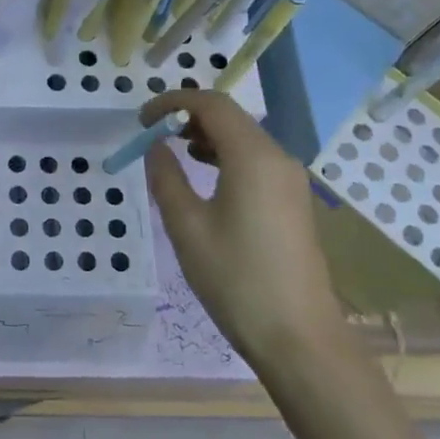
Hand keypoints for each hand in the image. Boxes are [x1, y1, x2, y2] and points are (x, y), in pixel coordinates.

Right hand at [141, 90, 347, 361]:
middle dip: (188, 116)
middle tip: (152, 135)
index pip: (212, 104)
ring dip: (206, 135)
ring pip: (244, 138)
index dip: (172, 102)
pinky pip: (256, 160)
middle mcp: (277, 158)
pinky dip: (225, 155)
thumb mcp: (187, 227)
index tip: (141, 119)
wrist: (298, 337)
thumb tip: (156, 147)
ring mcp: (290, 180)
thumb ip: (166, 178)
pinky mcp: (293, 201)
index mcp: (253, 156)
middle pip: (231, 117)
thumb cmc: (236, 279)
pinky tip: (204, 176)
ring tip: (173, 152)